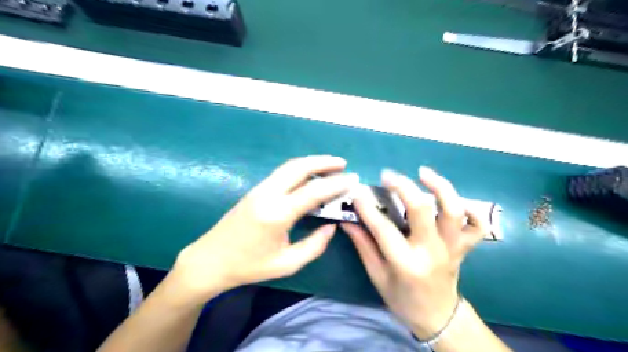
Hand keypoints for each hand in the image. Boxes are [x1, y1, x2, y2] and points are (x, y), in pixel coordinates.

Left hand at [171, 156, 357, 303]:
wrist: (211, 259)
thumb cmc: (249, 266)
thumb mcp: (286, 264)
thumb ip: (314, 245)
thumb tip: (331, 226)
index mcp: (277, 214)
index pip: (313, 191)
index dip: (336, 184)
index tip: (353, 179)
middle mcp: (268, 194)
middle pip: (299, 167)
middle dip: (323, 162)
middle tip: (343, 163)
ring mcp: (260, 189)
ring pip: (290, 166)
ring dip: (312, 162)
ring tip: (331, 165)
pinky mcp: (256, 190)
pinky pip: (283, 173)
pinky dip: (300, 169)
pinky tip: (310, 175)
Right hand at [342, 166, 487, 338]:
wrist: (438, 316)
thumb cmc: (403, 299)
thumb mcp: (377, 276)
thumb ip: (363, 246)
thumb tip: (348, 221)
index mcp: (406, 264)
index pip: (383, 229)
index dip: (367, 208)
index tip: (357, 192)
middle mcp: (432, 252)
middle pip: (421, 210)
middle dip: (403, 187)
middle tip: (387, 175)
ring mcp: (452, 248)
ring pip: (453, 211)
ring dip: (440, 187)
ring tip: (423, 173)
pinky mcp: (464, 247)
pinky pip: (478, 225)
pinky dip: (471, 208)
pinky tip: (454, 199)